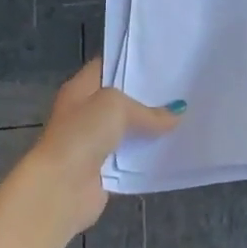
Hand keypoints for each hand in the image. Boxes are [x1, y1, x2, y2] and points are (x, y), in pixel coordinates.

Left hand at [19, 59, 182, 238]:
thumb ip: (147, 110)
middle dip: (148, 95)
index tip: (163, 60)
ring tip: (185, 115)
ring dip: (151, 127)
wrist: (61, 187)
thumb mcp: (116, 107)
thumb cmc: (83, 134)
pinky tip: (173, 146)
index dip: (132, 61)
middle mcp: (85, 112)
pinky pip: (131, 155)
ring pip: (128, 128)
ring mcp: (94, 141)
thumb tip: (176, 115)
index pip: (108, 65)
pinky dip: (147, 153)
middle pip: (121, 98)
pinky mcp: (104, 168)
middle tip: (181, 87)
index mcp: (80, 88)